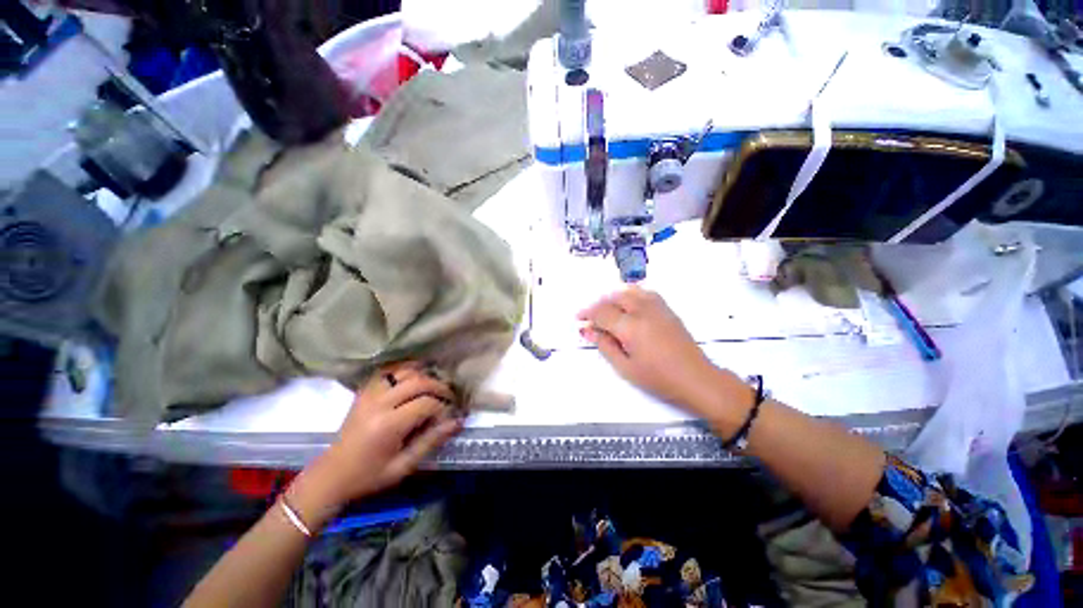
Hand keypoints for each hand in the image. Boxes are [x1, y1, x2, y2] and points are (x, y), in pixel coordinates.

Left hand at [287, 363, 461, 527]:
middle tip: (449, 397)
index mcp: (388, 425)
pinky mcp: (364, 392)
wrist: (330, 477)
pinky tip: (414, 375)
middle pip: (418, 382)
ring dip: (424, 375)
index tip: (449, 417)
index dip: (443, 408)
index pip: (426, 404)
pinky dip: (404, 369)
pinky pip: (387, 371)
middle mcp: (379, 403)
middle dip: (439, 387)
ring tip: (434, 387)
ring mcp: (369, 394)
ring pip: (404, 371)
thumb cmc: (368, 477)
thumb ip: (431, 441)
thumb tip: (457, 422)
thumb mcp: (403, 467)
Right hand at [577, 287, 725, 415]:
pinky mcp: (666, 308)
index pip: (602, 312)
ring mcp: (657, 307)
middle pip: (613, 297)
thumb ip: (604, 345)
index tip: (579, 320)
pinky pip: (644, 292)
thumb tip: (586, 330)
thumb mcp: (625, 367)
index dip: (587, 314)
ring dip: (613, 297)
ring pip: (629, 290)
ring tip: (607, 310)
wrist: (696, 378)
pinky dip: (630, 294)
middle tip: (591, 318)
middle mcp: (642, 310)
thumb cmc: (658, 378)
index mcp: (630, 326)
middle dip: (598, 305)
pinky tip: (627, 305)